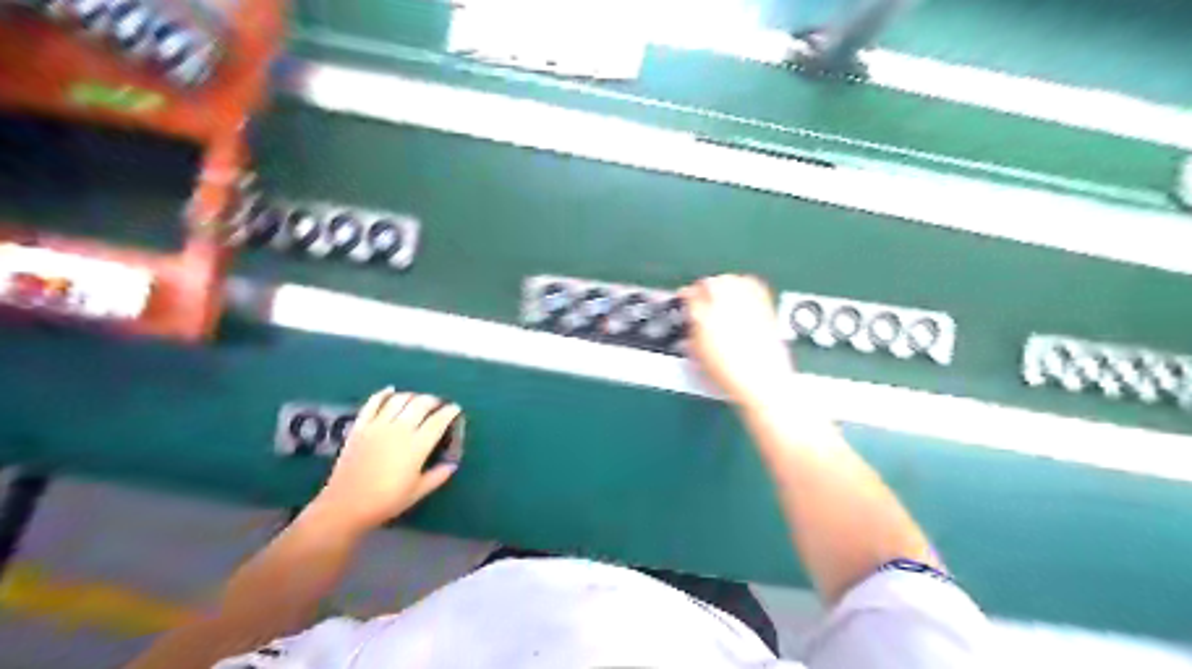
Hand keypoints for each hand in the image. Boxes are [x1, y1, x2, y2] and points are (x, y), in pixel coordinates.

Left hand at [309, 389, 461, 535]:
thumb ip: (438, 475)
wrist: (345, 506)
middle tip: (439, 405)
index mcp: (417, 446)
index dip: (450, 411)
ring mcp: (378, 426)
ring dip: (413, 396)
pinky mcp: (360, 427)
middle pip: (421, 404)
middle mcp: (399, 429)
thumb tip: (452, 463)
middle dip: (434, 401)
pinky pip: (373, 402)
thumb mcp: (418, 491)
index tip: (455, 409)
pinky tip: (391, 390)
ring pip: (400, 399)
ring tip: (418, 400)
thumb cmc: (386, 501)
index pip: (439, 420)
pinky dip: (384, 394)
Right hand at [680, 275, 789, 410]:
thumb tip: (692, 323)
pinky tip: (742, 290)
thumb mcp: (699, 356)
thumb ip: (693, 333)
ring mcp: (747, 305)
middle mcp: (725, 306)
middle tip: (701, 294)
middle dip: (704, 286)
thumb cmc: (729, 374)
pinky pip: (753, 286)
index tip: (684, 298)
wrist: (761, 382)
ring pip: (732, 280)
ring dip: (723, 282)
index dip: (685, 295)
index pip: (690, 296)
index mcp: (703, 318)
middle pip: (711, 283)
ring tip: (720, 290)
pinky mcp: (765, 307)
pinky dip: (745, 284)